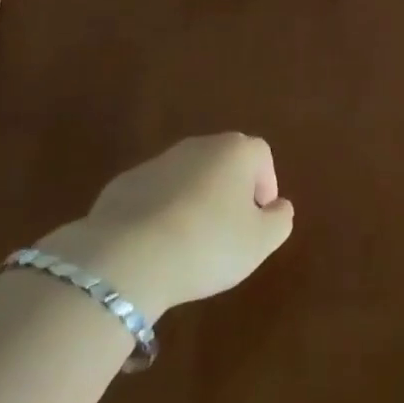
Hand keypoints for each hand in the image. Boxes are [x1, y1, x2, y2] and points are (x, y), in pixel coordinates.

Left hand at [36, 134, 293, 321]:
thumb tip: (279, 206)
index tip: (257, 221)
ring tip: (190, 244)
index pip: (261, 156)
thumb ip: (279, 220)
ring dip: (194, 202)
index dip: (265, 187)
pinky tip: (156, 247)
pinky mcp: (123, 184)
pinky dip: (161, 213)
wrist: (128, 256)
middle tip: (227, 233)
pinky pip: (154, 195)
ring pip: (187, 178)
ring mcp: (158, 162)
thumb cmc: (208, 244)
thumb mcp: (260, 242)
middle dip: (229, 192)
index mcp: (235, 151)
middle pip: (223, 162)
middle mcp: (198, 145)